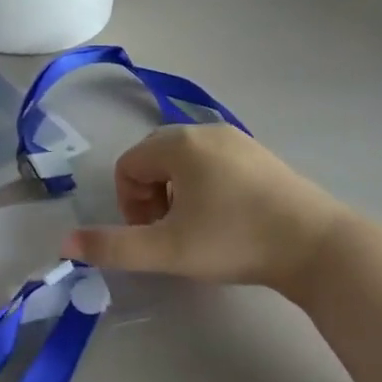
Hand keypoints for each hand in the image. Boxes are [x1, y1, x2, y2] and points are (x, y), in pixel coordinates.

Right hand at [62, 124, 356, 289]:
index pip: (127, 166)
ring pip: (184, 162)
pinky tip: (228, 219)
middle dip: (150, 198)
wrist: (317, 245)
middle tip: (171, 234)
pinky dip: (205, 187)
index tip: (152, 236)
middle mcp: (204, 131)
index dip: (129, 204)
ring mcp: (237, 140)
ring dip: (176, 194)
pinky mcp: (260, 155)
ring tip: (198, 230)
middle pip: (153, 160)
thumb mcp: (167, 250)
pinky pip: (213, 163)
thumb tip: (64, 245)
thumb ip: (113, 247)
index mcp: (177, 144)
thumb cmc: (234, 241)